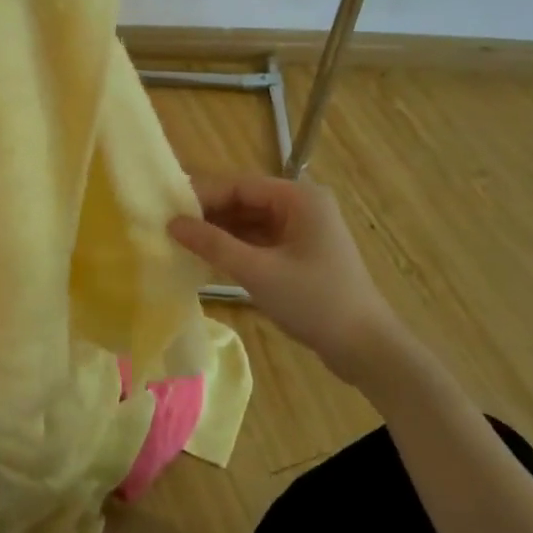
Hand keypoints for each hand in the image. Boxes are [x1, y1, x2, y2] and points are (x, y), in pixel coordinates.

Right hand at [168, 175, 425, 400]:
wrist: (365, 348)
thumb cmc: (314, 301)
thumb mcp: (258, 271)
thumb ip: (213, 244)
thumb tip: (172, 223)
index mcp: (299, 198)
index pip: (240, 185)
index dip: (203, 194)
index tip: (168, 208)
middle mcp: (301, 206)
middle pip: (244, 200)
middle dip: (209, 214)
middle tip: (169, 227)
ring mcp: (302, 230)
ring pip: (250, 221)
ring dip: (220, 232)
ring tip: (181, 243)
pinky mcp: (299, 254)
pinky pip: (259, 240)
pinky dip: (235, 248)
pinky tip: (208, 259)